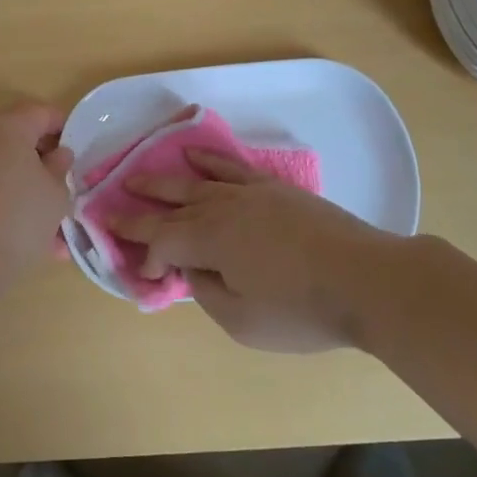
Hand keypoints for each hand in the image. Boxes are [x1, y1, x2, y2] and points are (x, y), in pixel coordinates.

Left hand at [0, 101, 72, 293]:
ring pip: (7, 169)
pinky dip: (14, 206)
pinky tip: (38, 242)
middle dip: (46, 160)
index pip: (41, 112)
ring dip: (32, 189)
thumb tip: (58, 154)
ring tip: (57, 227)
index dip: (64, 126)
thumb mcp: (56, 192)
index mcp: (8, 126)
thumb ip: (60, 168)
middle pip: (20, 137)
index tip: (80, 149)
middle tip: (67, 183)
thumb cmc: (19, 215)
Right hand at [110, 149, 404, 351]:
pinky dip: (208, 160)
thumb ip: (206, 291)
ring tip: (136, 178)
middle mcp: (221, 207)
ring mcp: (249, 192)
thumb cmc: (303, 310)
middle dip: (139, 210)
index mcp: (209, 239)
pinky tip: (193, 155)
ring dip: (163, 182)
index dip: (145, 255)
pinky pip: (231, 167)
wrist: (367, 279)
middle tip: (109, 207)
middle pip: (170, 207)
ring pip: (195, 183)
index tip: (146, 274)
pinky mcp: (274, 188)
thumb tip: (191, 268)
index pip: (161, 241)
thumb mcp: (243, 321)